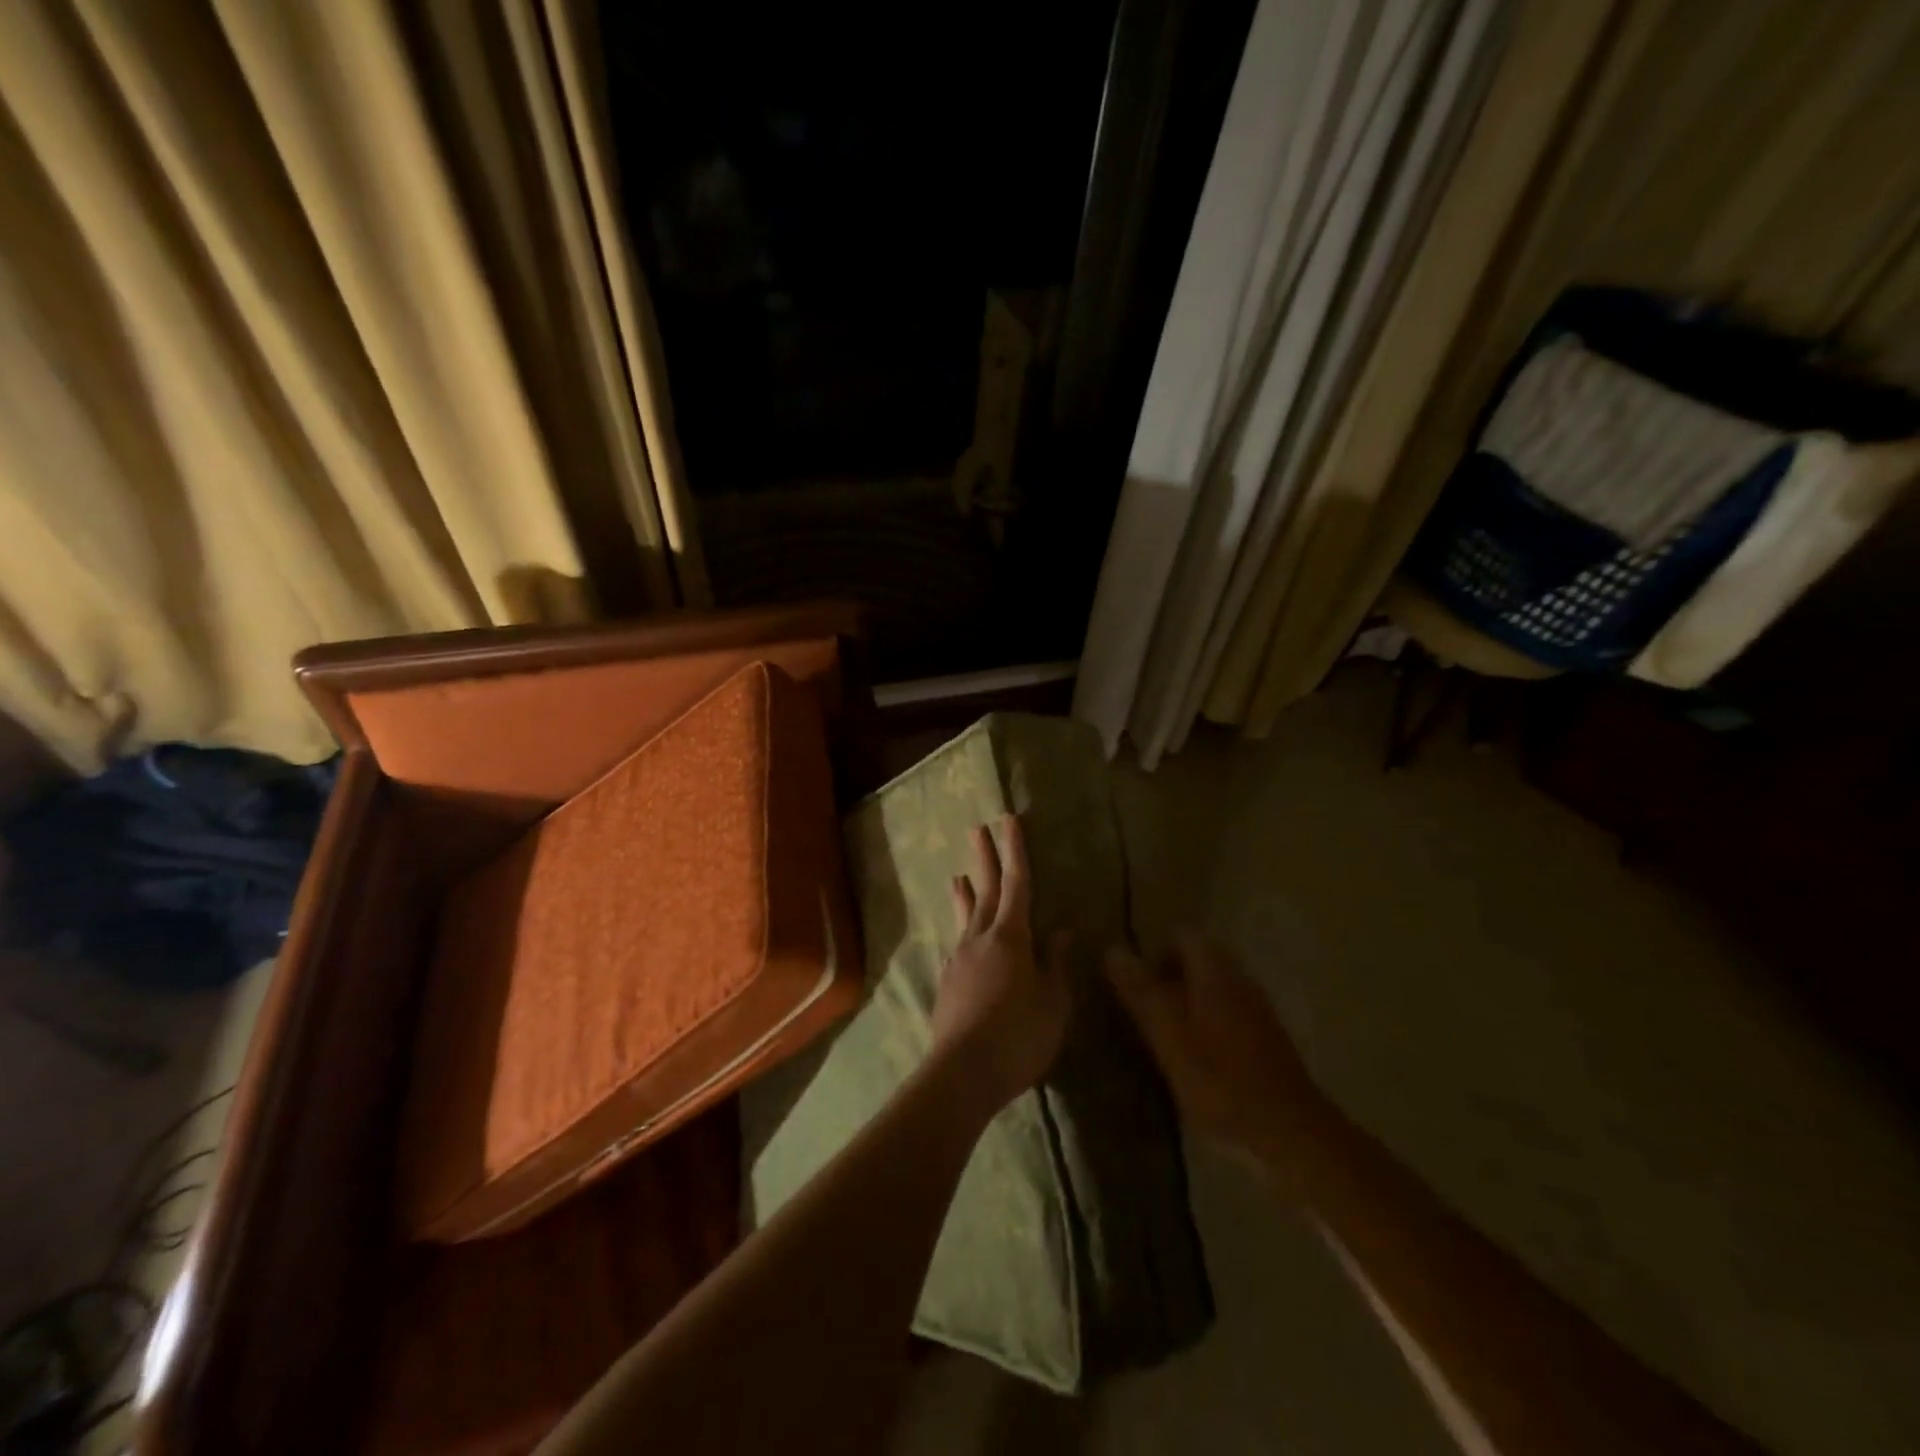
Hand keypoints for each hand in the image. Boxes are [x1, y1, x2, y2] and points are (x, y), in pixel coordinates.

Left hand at [927, 815, 1072, 1114]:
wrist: (962, 1073)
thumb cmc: (1019, 1037)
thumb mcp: (1053, 1002)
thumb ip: (1056, 963)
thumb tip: (1061, 930)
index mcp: (1011, 937)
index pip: (1017, 883)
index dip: (1015, 850)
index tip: (1010, 821)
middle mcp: (981, 938)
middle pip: (986, 890)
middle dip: (986, 858)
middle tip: (979, 829)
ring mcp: (960, 959)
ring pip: (966, 916)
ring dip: (967, 892)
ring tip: (959, 875)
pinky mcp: (949, 981)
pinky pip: (959, 942)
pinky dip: (963, 928)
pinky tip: (964, 936)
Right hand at [1105, 934, 1328, 1185]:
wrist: (1288, 1132)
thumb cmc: (1219, 1080)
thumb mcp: (1168, 1035)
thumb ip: (1141, 990)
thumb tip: (1112, 949)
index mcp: (1214, 972)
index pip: (1183, 935)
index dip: (1156, 950)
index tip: (1136, 981)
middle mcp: (1239, 980)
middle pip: (1200, 960)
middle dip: (1171, 976)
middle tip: (1146, 1010)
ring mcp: (1258, 1010)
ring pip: (1215, 987)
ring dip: (1189, 1001)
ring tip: (1165, 1035)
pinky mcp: (1267, 1040)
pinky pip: (1229, 1014)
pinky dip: (1208, 1024)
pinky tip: (1197, 1058)